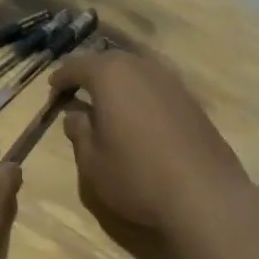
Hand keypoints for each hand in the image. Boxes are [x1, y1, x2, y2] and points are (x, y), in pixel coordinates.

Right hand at [51, 50, 251, 241]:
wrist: (206, 196)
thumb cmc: (137, 176)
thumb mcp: (93, 162)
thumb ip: (79, 132)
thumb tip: (75, 115)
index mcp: (110, 74)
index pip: (77, 65)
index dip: (62, 77)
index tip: (52, 89)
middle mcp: (141, 67)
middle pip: (109, 61)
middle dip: (91, 73)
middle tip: (78, 90)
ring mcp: (171, 80)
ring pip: (136, 70)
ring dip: (119, 81)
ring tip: (108, 102)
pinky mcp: (192, 99)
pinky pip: (157, 86)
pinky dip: (142, 93)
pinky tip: (140, 114)